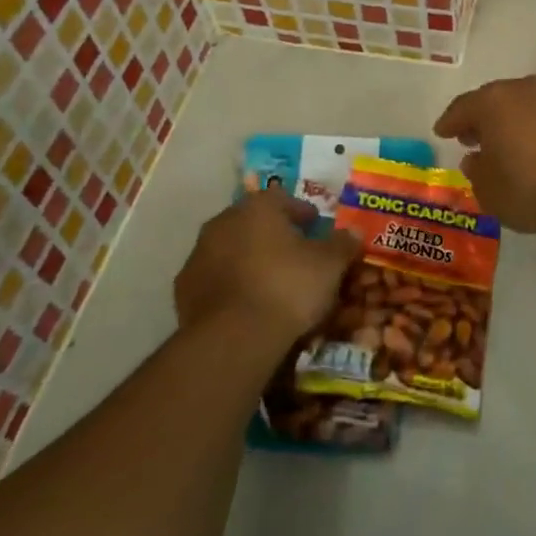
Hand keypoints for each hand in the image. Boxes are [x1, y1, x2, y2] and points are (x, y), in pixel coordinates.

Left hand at [174, 188, 359, 349]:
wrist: (234, 338)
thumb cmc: (287, 287)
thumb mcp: (329, 265)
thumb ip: (342, 244)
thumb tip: (352, 232)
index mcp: (257, 208)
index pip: (281, 198)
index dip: (300, 211)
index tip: (314, 226)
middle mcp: (223, 222)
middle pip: (252, 221)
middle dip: (272, 233)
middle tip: (294, 253)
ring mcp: (198, 255)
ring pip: (230, 248)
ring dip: (248, 258)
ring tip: (270, 282)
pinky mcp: (184, 289)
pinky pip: (214, 278)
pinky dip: (230, 284)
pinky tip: (247, 304)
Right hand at [434, 75, 535, 232]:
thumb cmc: (534, 187)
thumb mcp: (491, 192)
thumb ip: (477, 173)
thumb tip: (474, 159)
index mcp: (493, 102)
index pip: (462, 108)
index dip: (450, 122)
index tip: (442, 132)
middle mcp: (524, 88)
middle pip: (494, 100)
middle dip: (482, 119)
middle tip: (474, 137)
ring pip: (525, 103)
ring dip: (513, 120)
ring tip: (509, 142)